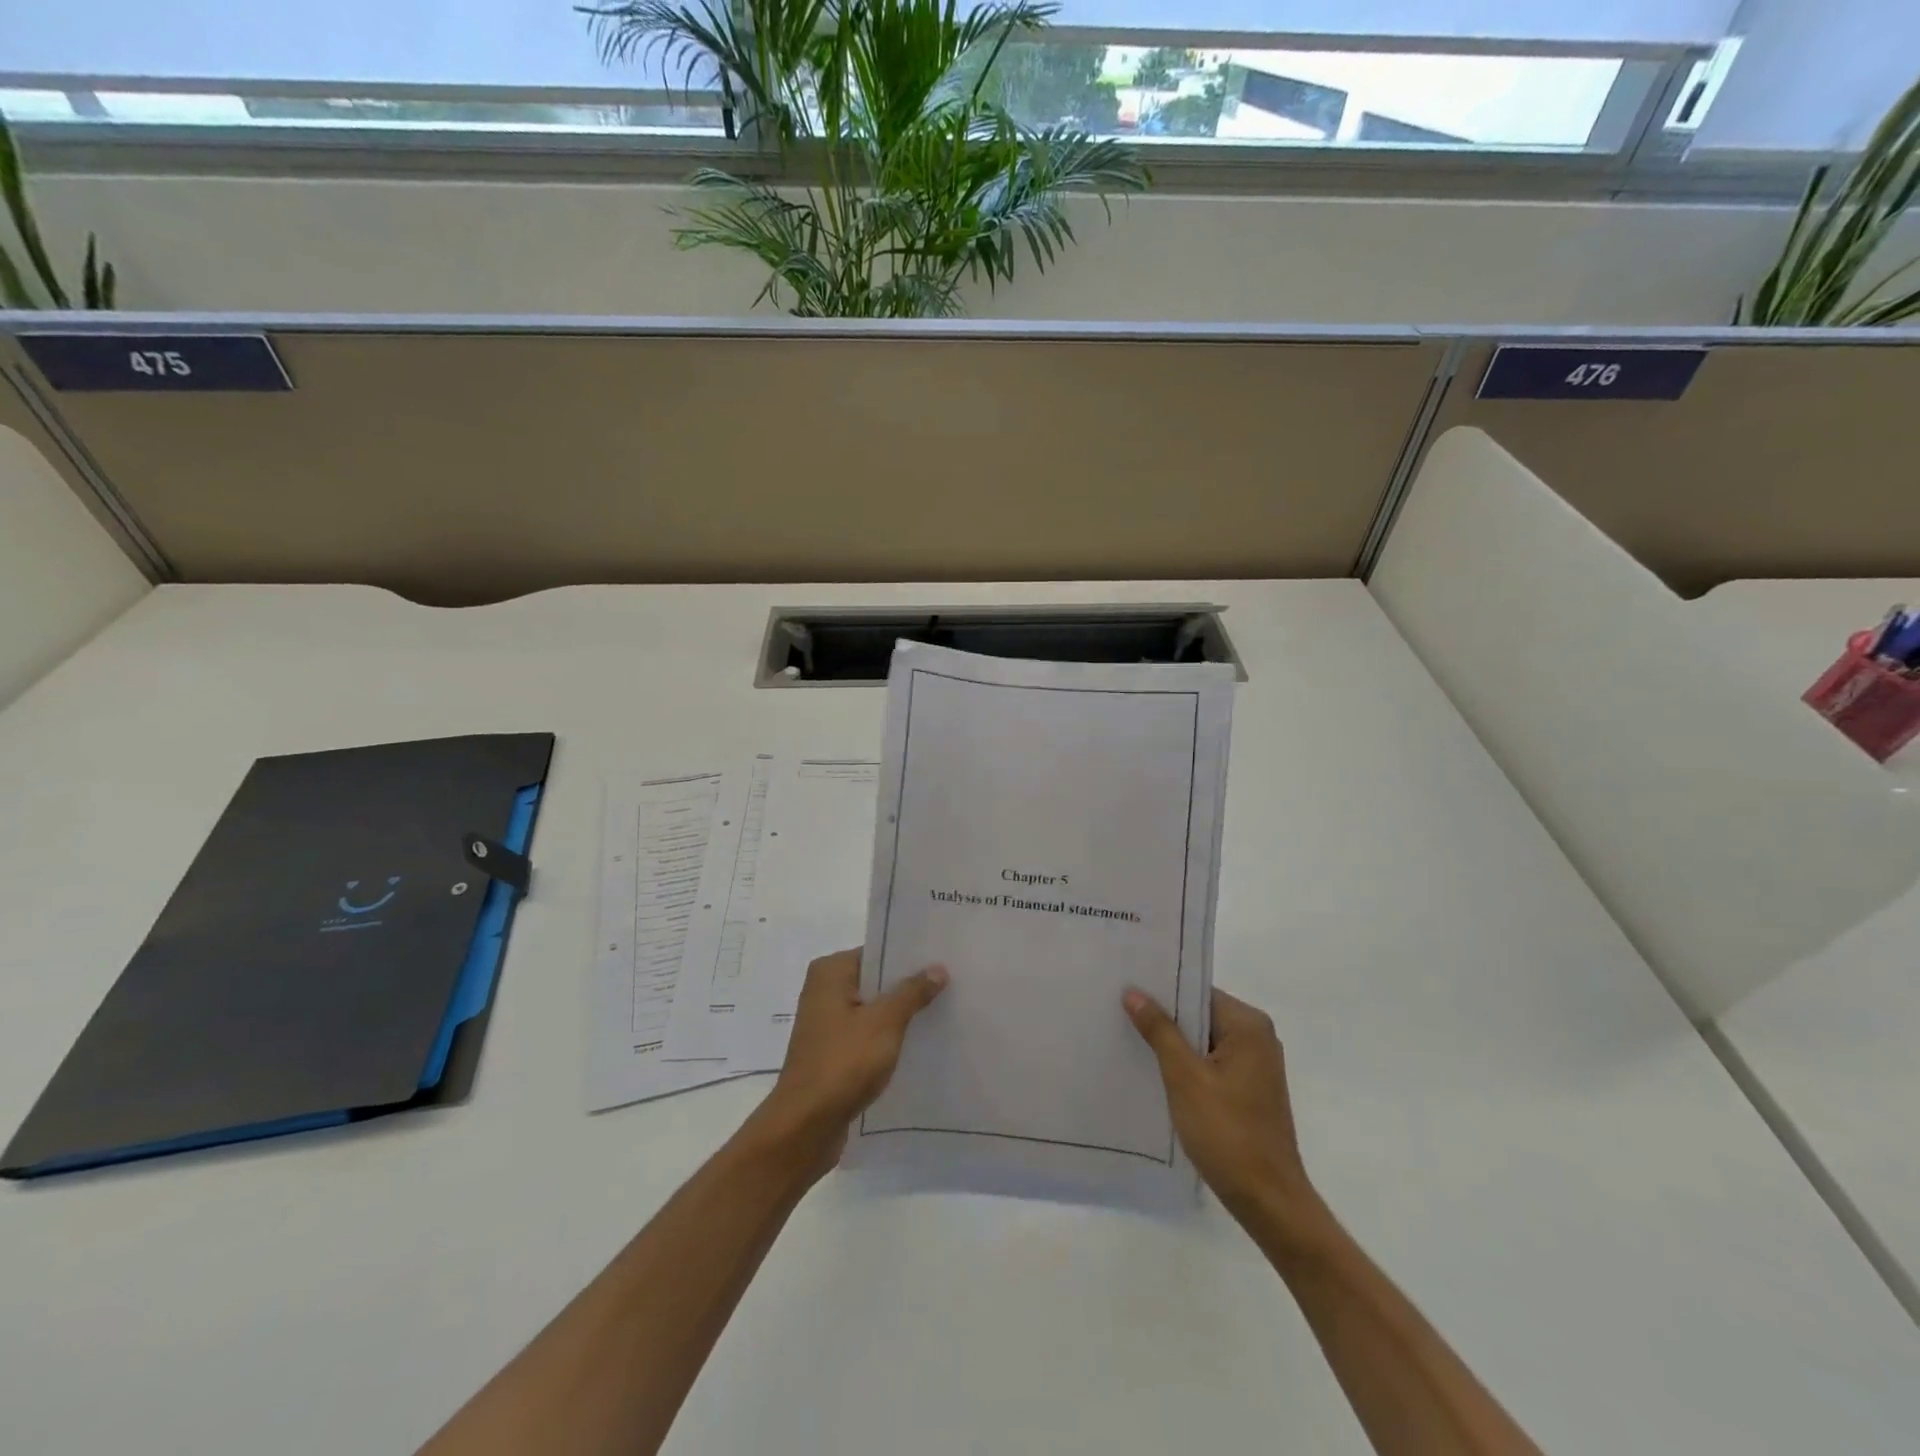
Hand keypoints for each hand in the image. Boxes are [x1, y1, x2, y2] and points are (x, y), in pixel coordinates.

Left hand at [752, 948, 947, 1173]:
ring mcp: (827, 1024)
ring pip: (873, 1010)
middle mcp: (824, 991)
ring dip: (900, 1015)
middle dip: (908, 986)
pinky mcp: (832, 1053)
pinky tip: (918, 1044)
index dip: (909, 958)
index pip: (877, 953)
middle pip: (875, 981)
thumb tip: (937, 968)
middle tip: (951, 985)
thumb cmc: (843, 1063)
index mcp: (830, 972)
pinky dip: (888, 1038)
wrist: (805, 1126)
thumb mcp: (884, 1023)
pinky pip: (867, 1035)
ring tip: (942, 1012)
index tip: (943, 959)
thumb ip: (911, 993)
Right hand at [1124, 987, 1322, 1231]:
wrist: (1268, 1201)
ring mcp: (1255, 1066)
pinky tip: (1154, 1071)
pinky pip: (1210, 1063)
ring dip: (1172, 1043)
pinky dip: (1186, 1065)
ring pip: (1203, 1041)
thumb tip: (1134, 992)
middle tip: (1118, 1009)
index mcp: (1248, 1025)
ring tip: (1128, 1036)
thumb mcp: (1184, 1077)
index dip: (1162, 990)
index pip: (1197, 991)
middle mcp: (1257, 1038)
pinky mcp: (1249, 1090)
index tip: (1125, 987)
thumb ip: (1160, 1030)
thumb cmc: (1227, 1132)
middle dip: (1164, 1016)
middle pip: (1201, 1014)